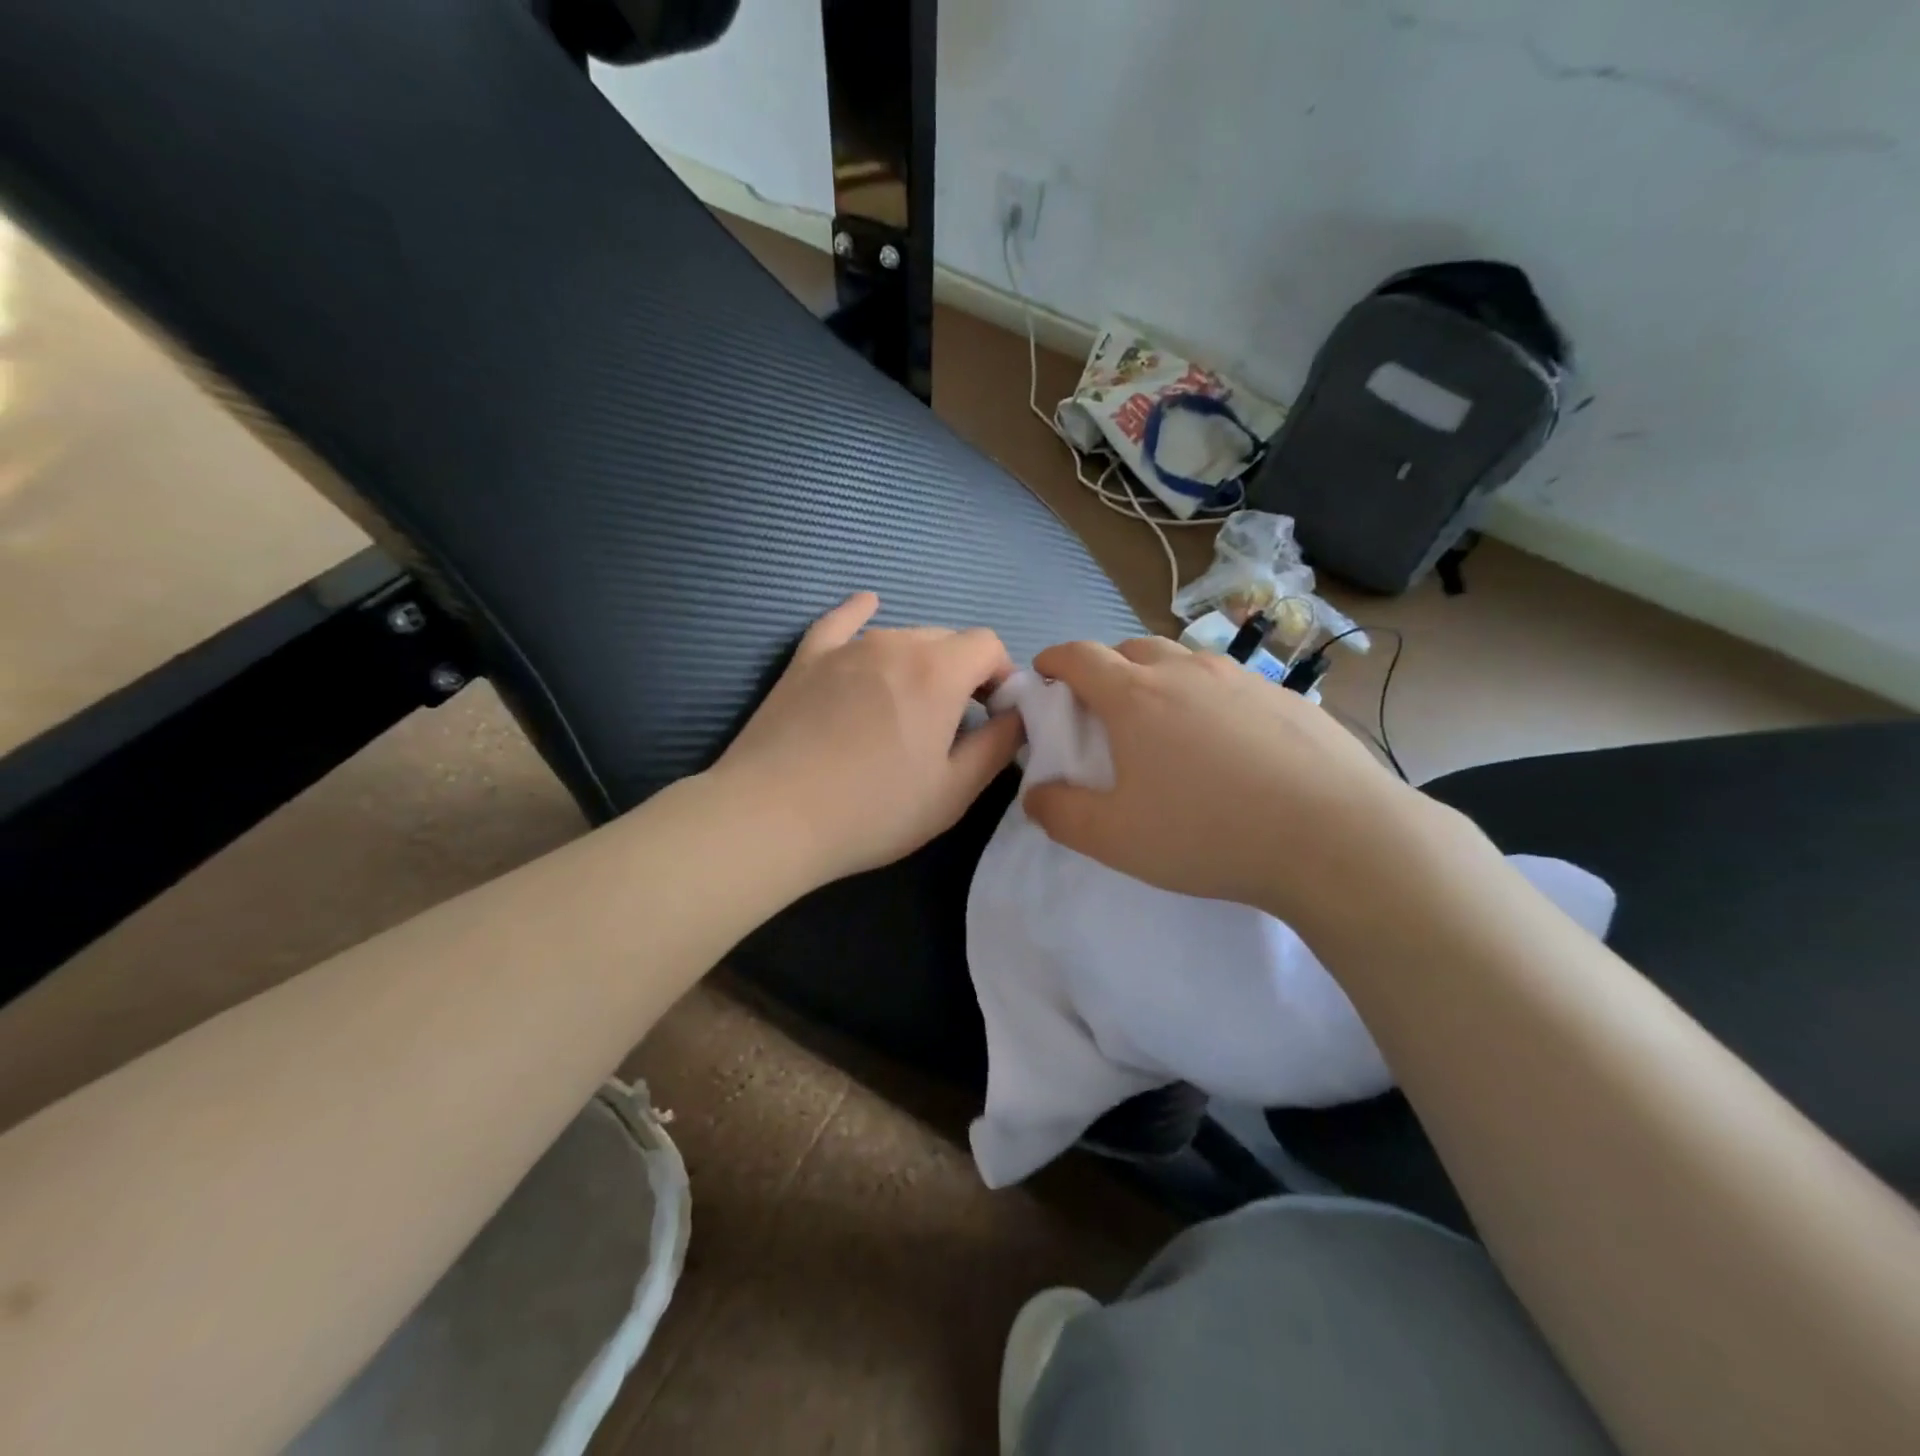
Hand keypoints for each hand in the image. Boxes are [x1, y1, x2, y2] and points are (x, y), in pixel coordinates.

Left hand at [711, 593, 1024, 886]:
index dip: (1001, 677)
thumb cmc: (872, 811)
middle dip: (963, 672)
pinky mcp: (806, 659)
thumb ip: (997, 745)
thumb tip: (1018, 716)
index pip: (988, 645)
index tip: (993, 716)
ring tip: (908, 706)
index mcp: (938, 671)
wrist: (771, 817)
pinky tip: (868, 604)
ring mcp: (845, 647)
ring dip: (919, 663)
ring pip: (900, 637)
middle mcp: (895, 643)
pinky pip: (841, 623)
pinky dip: (860, 614)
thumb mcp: (953, 791)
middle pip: (946, 639)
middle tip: (954, 722)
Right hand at [1024, 637, 1444, 927]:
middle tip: (1103, 711)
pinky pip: (1230, 684)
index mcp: (1136, 696)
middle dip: (1106, 669)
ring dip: (1160, 679)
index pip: (1079, 656)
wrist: (1337, 838)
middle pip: (1132, 648)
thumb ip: (1060, 814)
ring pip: (1185, 661)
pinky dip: (1209, 699)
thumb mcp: (1115, 839)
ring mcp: (1242, 679)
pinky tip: (1228, 746)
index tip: (1044, 676)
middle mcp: (1187, 672)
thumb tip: (1036, 795)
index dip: (1054, 660)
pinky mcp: (1287, 697)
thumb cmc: (1209, 833)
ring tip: (1166, 726)